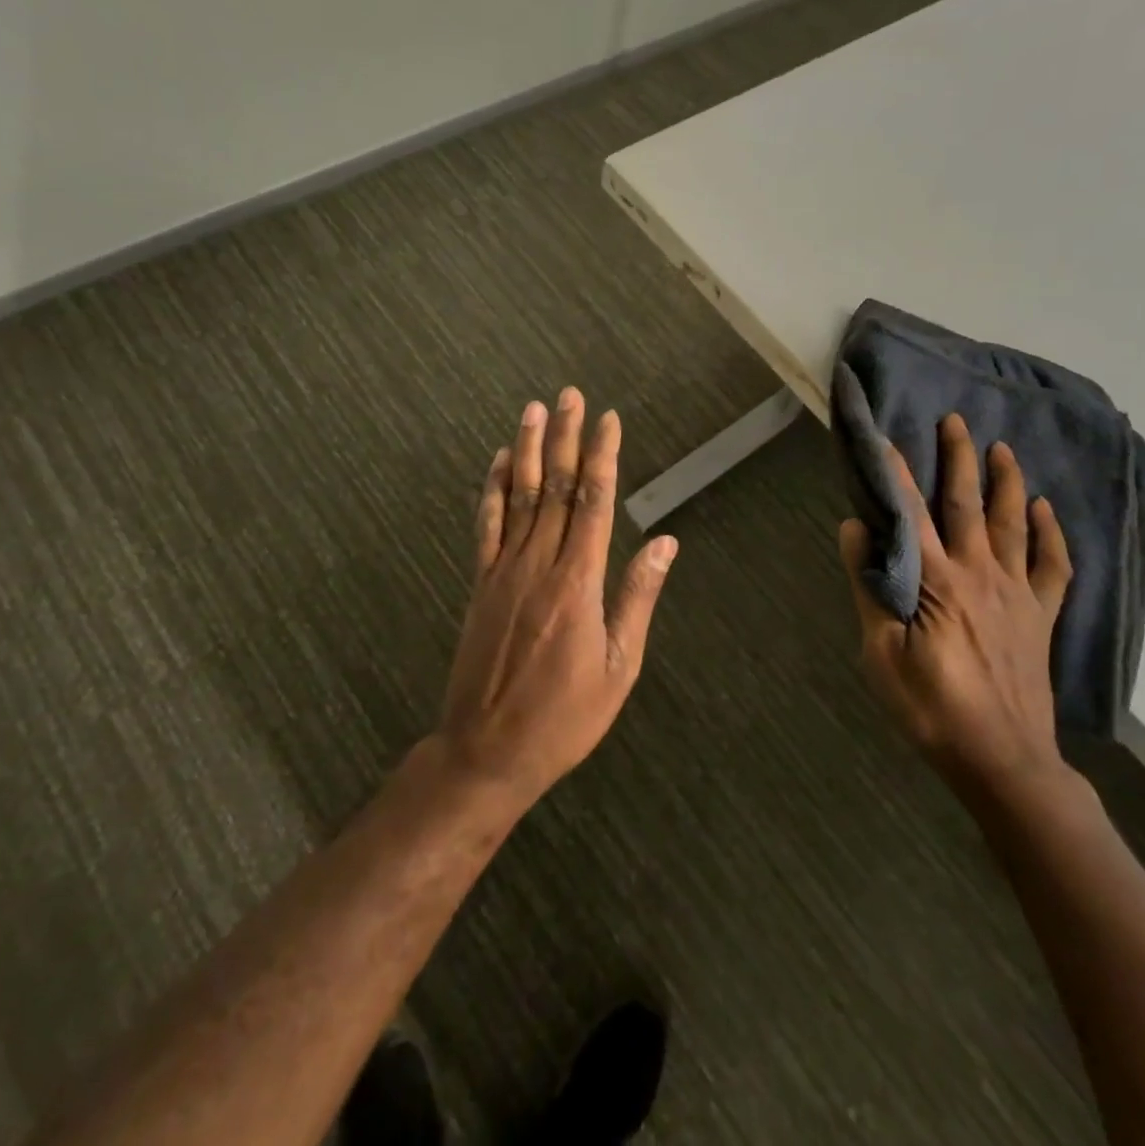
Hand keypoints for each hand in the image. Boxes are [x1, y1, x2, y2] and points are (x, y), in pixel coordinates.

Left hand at [434, 387, 677, 808]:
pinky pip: (486, 526)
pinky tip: (498, 462)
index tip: (608, 420)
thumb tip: (664, 542)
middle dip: (565, 437)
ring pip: (518, 497)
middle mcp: (539, 564)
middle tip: (571, 395)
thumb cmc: (565, 716)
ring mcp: (503, 571)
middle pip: (555, 487)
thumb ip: (638, 597)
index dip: (601, 456)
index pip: (593, 502)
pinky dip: (492, 490)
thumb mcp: (619, 666)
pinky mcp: (480, 584)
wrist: (487, 750)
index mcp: (578, 582)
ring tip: (534, 409)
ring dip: (527, 449)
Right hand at [838, 413, 1074, 807]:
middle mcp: (980, 574)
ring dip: (1007, 483)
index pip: (911, 513)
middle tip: (957, 420)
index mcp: (937, 582)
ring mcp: (1017, 594)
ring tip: (1002, 449)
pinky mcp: (1041, 617)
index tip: (886, 437)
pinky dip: (1051, 535)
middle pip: (970, 504)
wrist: (1002, 760)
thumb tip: (856, 529)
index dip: (897, 472)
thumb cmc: (931, 708)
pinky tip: (1045, 512)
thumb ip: (870, 588)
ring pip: (1013, 524)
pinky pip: (1053, 566)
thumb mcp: (880, 654)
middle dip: (960, 459)